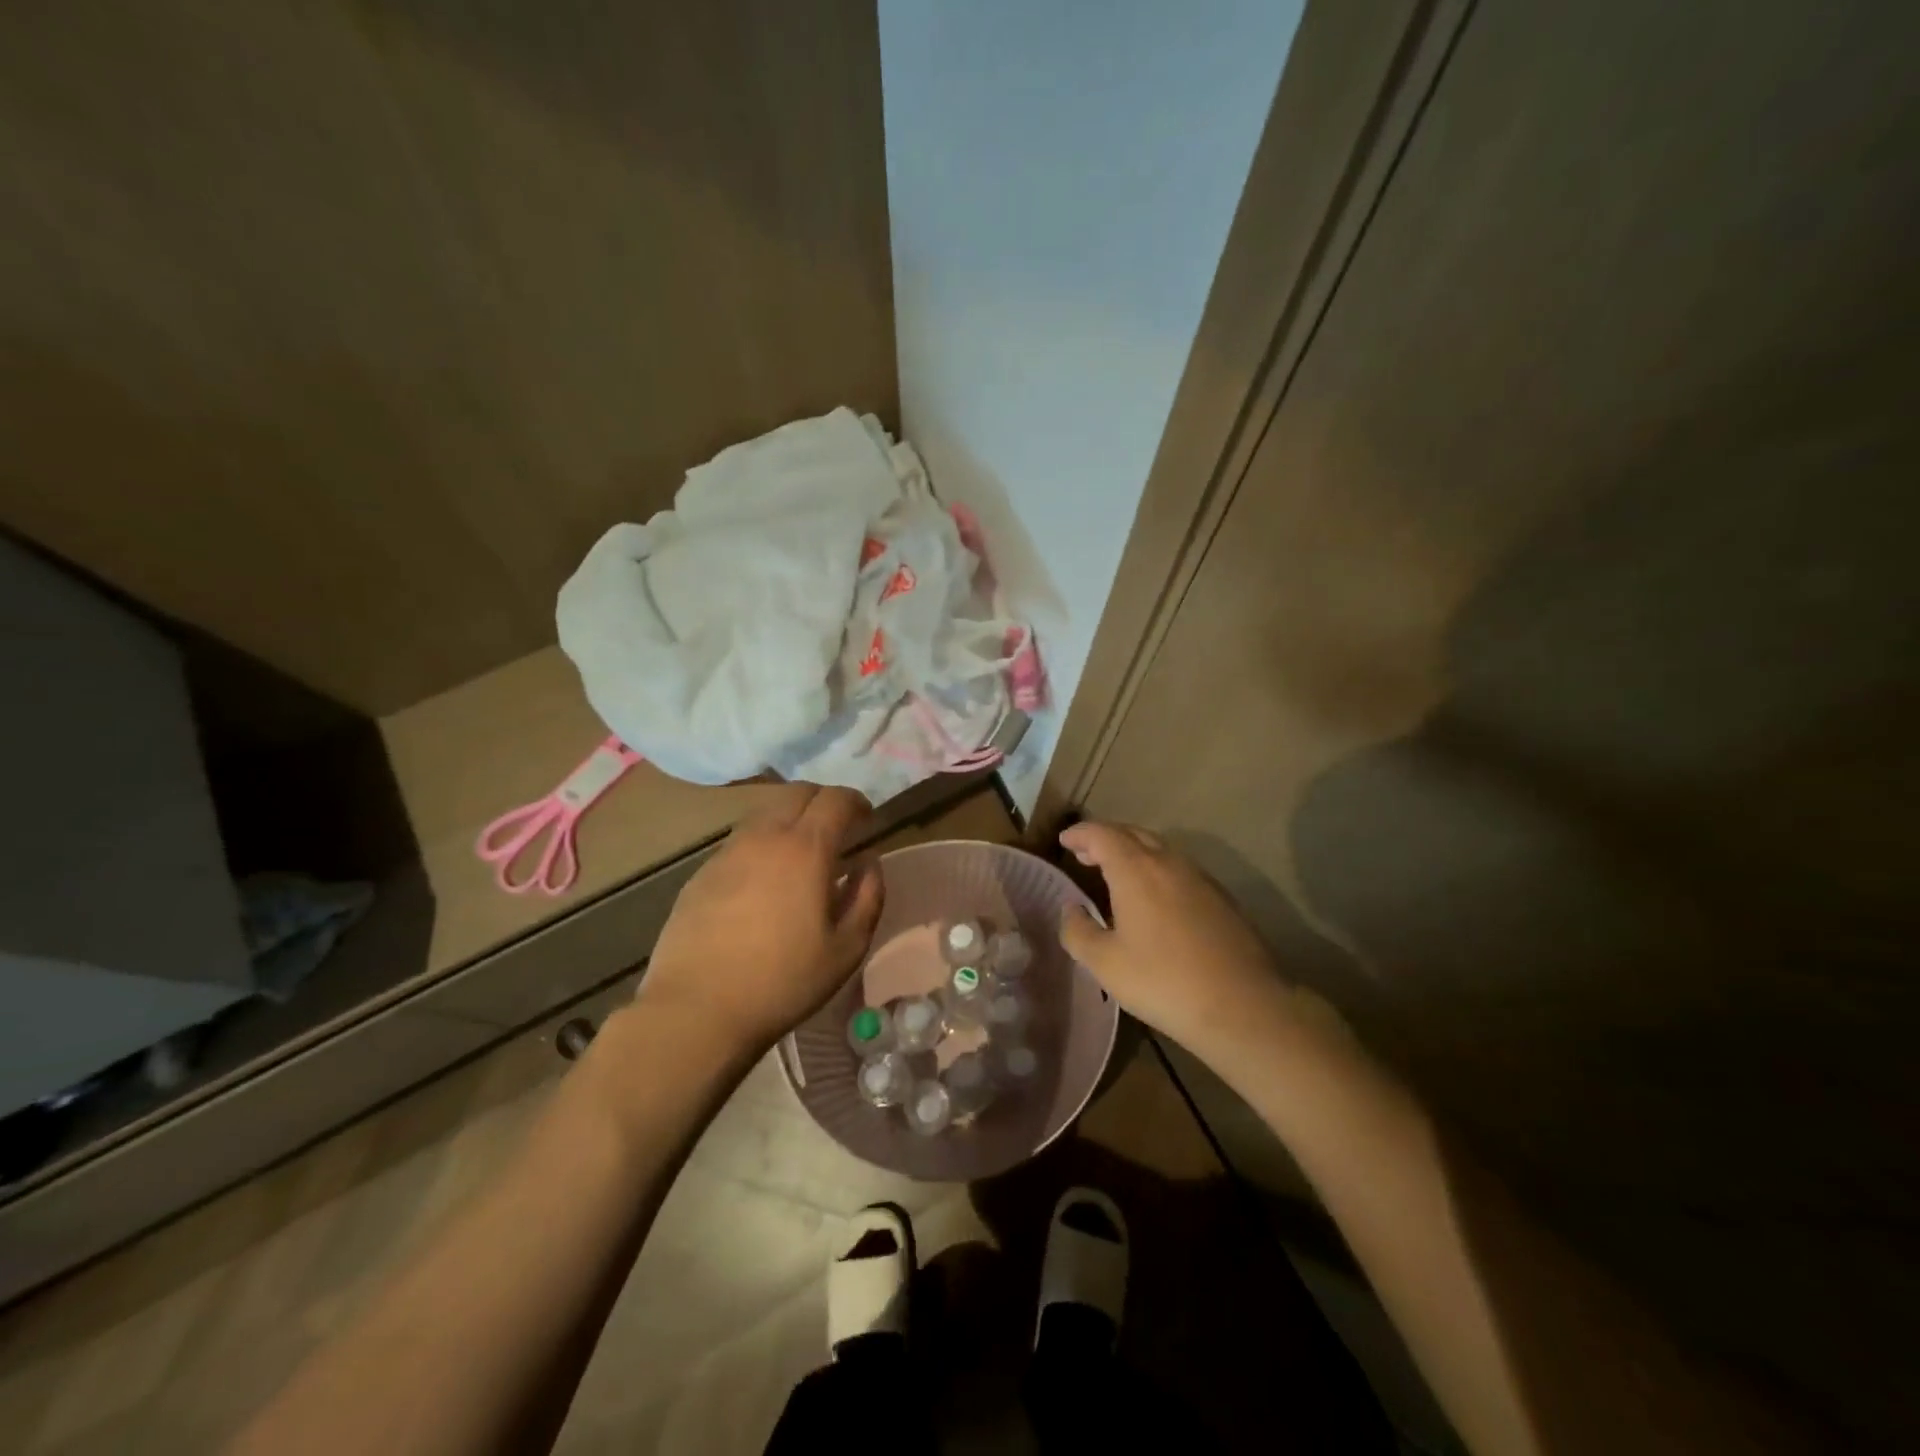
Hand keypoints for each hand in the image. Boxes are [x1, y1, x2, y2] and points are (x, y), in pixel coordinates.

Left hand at [639, 786, 884, 1058]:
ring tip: (800, 854)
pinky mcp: (701, 874)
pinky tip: (763, 881)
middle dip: (823, 802)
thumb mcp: (846, 949)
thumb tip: (869, 863)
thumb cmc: (783, 982)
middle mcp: (764, 837)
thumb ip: (868, 897)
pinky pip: (739, 842)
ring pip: (764, 814)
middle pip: (797, 793)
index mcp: (805, 849)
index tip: (867, 819)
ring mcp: (727, 853)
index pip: (835, 798)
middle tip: (837, 830)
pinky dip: (761, 845)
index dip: (856, 802)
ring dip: (790, 820)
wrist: (696, 1010)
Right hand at [1058, 821, 1297, 1058]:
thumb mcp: (1105, 963)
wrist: (1242, 1006)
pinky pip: (1179, 868)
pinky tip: (1154, 897)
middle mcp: (1168, 862)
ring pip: (1159, 849)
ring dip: (1133, 852)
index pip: (1102, 834)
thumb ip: (1078, 931)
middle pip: (1132, 833)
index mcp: (1136, 869)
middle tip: (1085, 854)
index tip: (1064, 840)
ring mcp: (1200, 877)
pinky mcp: (1221, 897)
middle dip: (1105, 838)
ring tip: (1116, 873)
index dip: (1080, 833)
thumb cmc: (1163, 981)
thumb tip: (1070, 910)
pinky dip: (1156, 869)